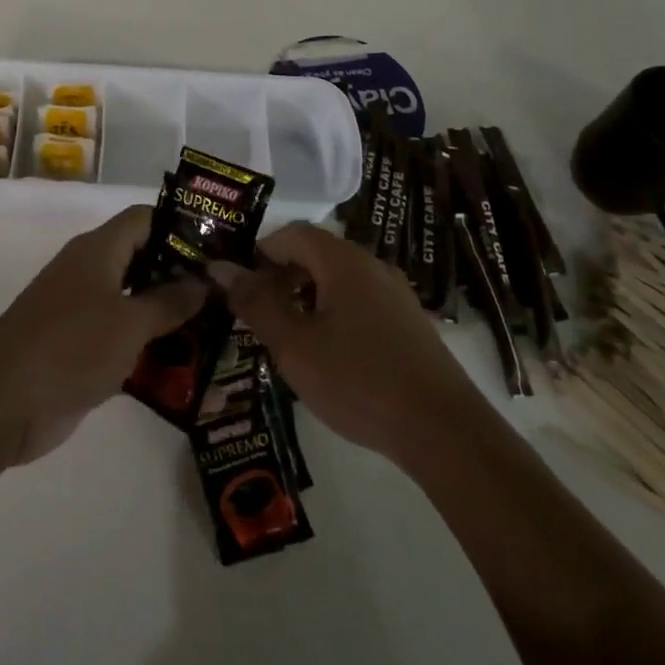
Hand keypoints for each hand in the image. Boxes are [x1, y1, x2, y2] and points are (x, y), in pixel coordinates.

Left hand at [0, 207, 206, 464]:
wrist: (3, 403)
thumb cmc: (70, 347)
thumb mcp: (129, 322)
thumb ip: (170, 301)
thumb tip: (203, 282)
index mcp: (98, 250)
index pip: (145, 219)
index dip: (182, 226)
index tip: (220, 249)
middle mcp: (91, 272)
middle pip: (144, 260)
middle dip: (184, 277)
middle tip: (227, 296)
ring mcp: (83, 312)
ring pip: (136, 303)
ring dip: (170, 318)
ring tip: (218, 333)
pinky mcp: (80, 348)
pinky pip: (123, 338)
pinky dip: (150, 349)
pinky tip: (186, 369)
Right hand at [217, 223, 477, 471]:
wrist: (443, 430)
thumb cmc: (358, 380)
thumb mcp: (293, 344)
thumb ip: (255, 302)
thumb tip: (221, 267)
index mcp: (343, 261)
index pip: (291, 234)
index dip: (259, 252)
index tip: (238, 286)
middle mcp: (372, 266)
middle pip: (315, 254)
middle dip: (280, 277)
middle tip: (256, 315)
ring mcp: (395, 294)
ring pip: (337, 280)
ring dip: (305, 298)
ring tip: (286, 337)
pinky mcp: (408, 323)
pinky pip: (359, 303)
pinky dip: (332, 314)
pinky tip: (327, 355)